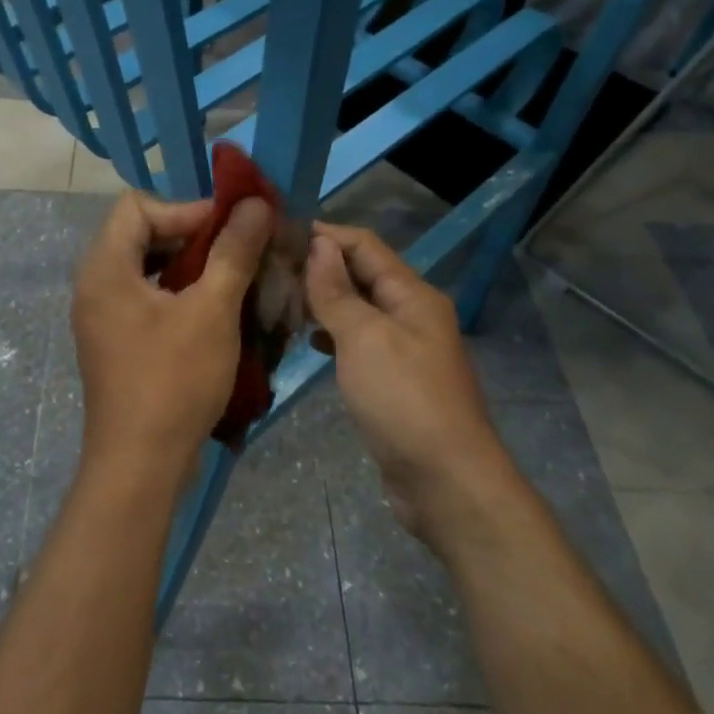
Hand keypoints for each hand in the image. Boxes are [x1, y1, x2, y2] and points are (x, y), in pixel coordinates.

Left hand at [71, 191, 273, 496]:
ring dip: (188, 267)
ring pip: (145, 268)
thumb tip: (255, 203)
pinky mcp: (114, 342)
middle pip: (139, 234)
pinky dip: (177, 295)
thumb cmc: (174, 381)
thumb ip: (233, 251)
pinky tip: (212, 313)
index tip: (230, 229)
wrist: (140, 465)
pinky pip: (144, 298)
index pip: (137, 206)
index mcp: (105, 268)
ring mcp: (101, 316)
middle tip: (236, 252)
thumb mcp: (212, 311)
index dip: (186, 209)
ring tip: (230, 280)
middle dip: (191, 236)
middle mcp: (94, 285)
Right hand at [305, 223, 514, 548]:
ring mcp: (405, 349)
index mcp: (412, 295)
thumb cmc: (404, 400)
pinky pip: (359, 342)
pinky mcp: (394, 380)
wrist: (445, 481)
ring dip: (323, 300)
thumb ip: (337, 292)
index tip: (278, 232)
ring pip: (358, 309)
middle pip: (362, 275)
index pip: (365, 245)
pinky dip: (332, 335)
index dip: (324, 234)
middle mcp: (412, 314)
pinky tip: (307, 341)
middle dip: (319, 266)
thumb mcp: (365, 338)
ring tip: (279, 299)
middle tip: (268, 268)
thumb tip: (318, 245)